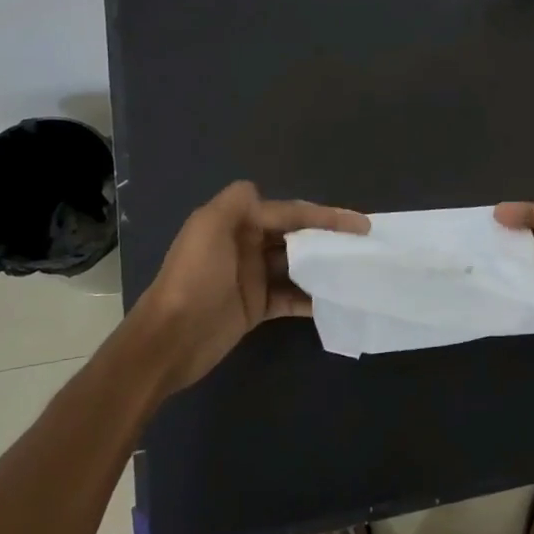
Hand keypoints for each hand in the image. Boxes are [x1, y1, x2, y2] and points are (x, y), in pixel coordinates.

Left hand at [141, 182, 368, 391]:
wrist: (170, 339)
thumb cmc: (194, 278)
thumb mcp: (208, 226)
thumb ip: (237, 201)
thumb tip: (263, 194)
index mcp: (237, 222)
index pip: (290, 212)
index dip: (325, 215)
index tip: (360, 224)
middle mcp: (247, 244)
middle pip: (297, 236)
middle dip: (328, 238)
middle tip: (363, 247)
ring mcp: (253, 277)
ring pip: (297, 266)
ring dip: (323, 267)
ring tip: (356, 272)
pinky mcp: (257, 307)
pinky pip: (292, 297)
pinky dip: (312, 299)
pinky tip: (335, 301)